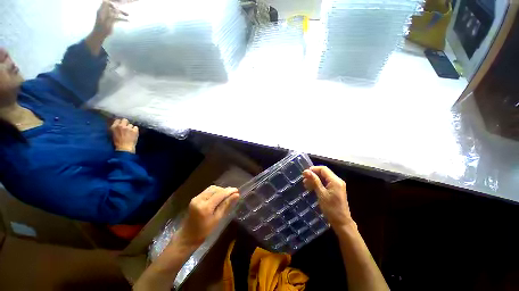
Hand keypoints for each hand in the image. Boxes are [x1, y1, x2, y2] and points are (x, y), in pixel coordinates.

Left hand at [92, 0, 127, 38]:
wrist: (100, 35)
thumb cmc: (102, 29)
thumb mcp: (107, 21)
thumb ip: (112, 15)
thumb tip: (117, 9)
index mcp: (102, 10)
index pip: (107, 2)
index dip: (112, 3)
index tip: (118, 5)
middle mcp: (104, 11)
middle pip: (112, 6)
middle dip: (118, 7)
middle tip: (125, 10)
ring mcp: (108, 15)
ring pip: (116, 12)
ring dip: (122, 13)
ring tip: (128, 15)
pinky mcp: (110, 20)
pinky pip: (117, 17)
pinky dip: (122, 19)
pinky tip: (128, 21)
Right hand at [111, 118, 138, 152]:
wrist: (124, 148)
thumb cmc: (117, 142)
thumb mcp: (112, 134)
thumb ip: (115, 128)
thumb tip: (118, 124)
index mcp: (114, 127)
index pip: (118, 120)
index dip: (120, 122)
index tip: (122, 125)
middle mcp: (121, 126)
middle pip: (125, 120)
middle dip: (126, 123)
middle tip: (127, 128)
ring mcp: (128, 128)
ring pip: (131, 124)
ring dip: (131, 127)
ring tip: (130, 132)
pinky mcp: (135, 130)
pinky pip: (136, 127)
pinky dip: (135, 130)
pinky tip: (134, 133)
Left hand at [178, 186, 239, 246]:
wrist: (188, 236)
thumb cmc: (204, 231)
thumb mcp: (218, 219)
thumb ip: (226, 205)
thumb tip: (236, 195)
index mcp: (205, 207)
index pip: (219, 194)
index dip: (229, 191)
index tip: (237, 190)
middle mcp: (199, 199)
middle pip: (215, 189)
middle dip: (225, 190)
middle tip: (233, 193)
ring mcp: (196, 197)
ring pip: (211, 188)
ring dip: (220, 190)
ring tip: (227, 195)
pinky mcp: (195, 198)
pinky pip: (207, 191)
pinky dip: (215, 191)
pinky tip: (219, 196)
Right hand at [303, 166, 354, 230]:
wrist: (341, 222)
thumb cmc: (331, 208)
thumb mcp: (321, 194)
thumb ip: (314, 181)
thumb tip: (306, 171)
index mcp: (335, 180)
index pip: (323, 169)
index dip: (313, 169)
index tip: (304, 174)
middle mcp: (337, 180)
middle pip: (323, 172)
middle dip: (313, 175)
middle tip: (304, 180)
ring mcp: (337, 185)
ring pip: (324, 178)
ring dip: (315, 180)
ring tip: (306, 185)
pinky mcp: (335, 190)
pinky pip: (326, 183)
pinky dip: (318, 184)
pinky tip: (312, 188)